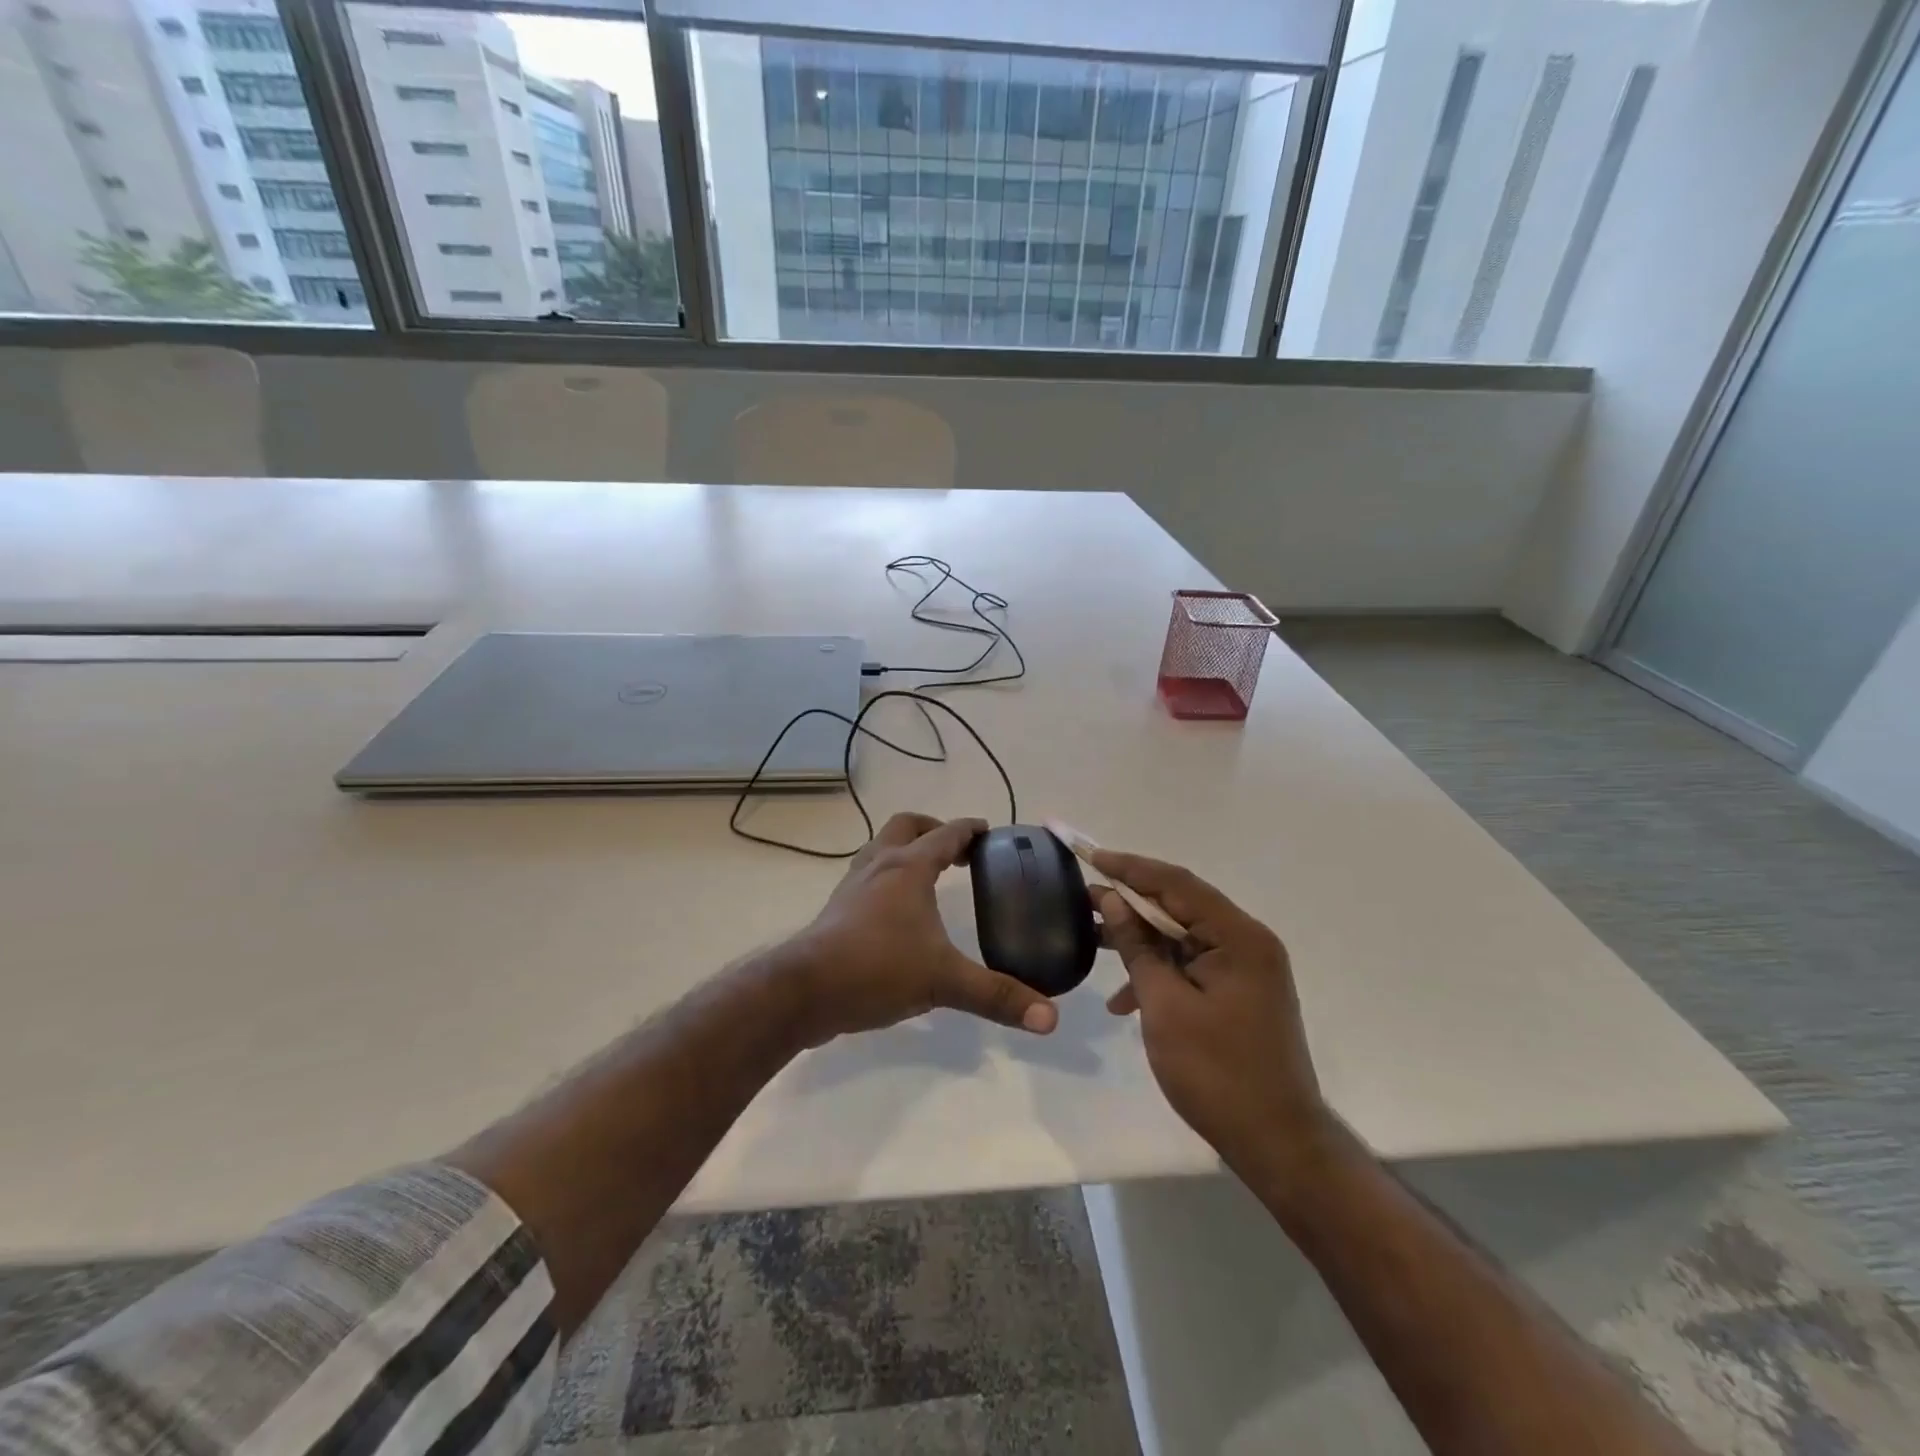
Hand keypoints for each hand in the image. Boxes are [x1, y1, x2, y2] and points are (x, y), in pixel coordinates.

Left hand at [789, 813, 1059, 1044]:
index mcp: (909, 868)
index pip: (945, 834)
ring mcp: (853, 885)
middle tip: (957, 851)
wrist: (805, 990)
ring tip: (927, 874)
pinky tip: (896, 910)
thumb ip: (997, 997)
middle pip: (906, 826)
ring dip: (906, 850)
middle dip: (933, 829)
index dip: (969, 829)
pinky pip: (868, 876)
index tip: (987, 831)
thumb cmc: (877, 970)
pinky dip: (887, 877)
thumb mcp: (944, 982)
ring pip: (881, 848)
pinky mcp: (837, 909)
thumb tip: (1050, 1019)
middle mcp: (879, 865)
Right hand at [1092, 849, 1328, 1173]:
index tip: (1090, 856)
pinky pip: (1192, 966)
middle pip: (1181, 907)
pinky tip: (1125, 999)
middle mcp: (1248, 942)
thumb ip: (1138, 948)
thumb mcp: (1165, 1006)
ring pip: (1183, 937)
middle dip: (1131, 904)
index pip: (1177, 884)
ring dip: (1141, 941)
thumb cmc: (1217, 1072)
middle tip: (1084, 900)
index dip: (1130, 868)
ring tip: (1094, 941)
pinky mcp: (1240, 993)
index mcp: (1239, 937)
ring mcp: (1246, 969)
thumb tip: (1114, 902)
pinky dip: (1160, 973)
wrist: (1277, 1143)